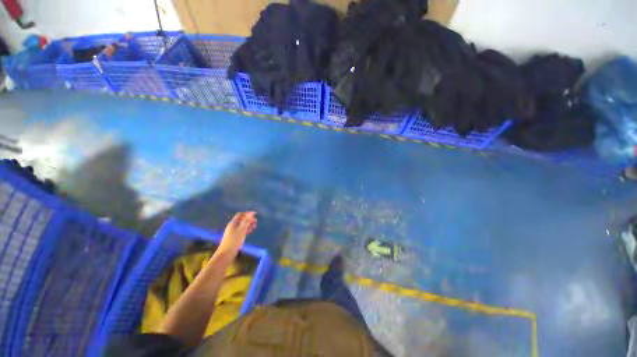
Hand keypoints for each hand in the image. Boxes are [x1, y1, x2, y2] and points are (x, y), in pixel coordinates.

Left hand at [218, 211, 256, 253]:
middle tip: (256, 221)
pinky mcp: (234, 237)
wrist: (227, 253)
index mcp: (233, 223)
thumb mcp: (242, 229)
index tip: (255, 214)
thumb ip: (246, 221)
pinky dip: (246, 229)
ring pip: (242, 225)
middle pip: (241, 220)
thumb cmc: (234, 240)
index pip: (240, 214)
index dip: (247, 213)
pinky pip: (241, 230)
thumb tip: (250, 214)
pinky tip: (250, 231)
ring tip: (255, 226)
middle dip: (249, 219)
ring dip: (248, 224)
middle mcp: (232, 226)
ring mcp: (233, 232)